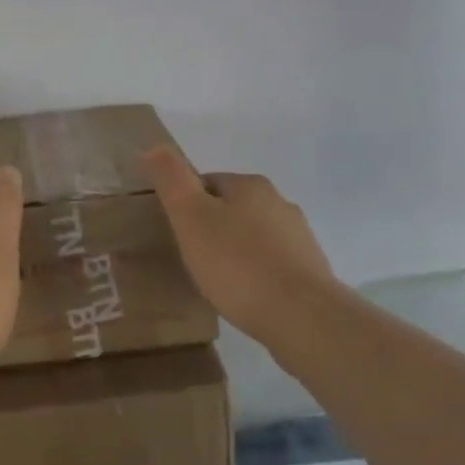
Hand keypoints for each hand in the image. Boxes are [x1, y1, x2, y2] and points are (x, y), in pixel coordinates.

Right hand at [140, 147, 339, 347]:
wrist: (301, 317)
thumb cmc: (238, 264)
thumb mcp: (191, 217)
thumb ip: (171, 180)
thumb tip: (153, 148)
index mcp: (251, 185)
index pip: (207, 182)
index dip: (186, 205)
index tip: (175, 233)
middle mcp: (280, 203)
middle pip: (233, 209)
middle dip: (212, 228)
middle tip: (190, 259)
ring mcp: (300, 238)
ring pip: (254, 237)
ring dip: (235, 252)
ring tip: (215, 282)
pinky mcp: (310, 272)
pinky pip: (272, 265)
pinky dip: (255, 275)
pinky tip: (244, 298)